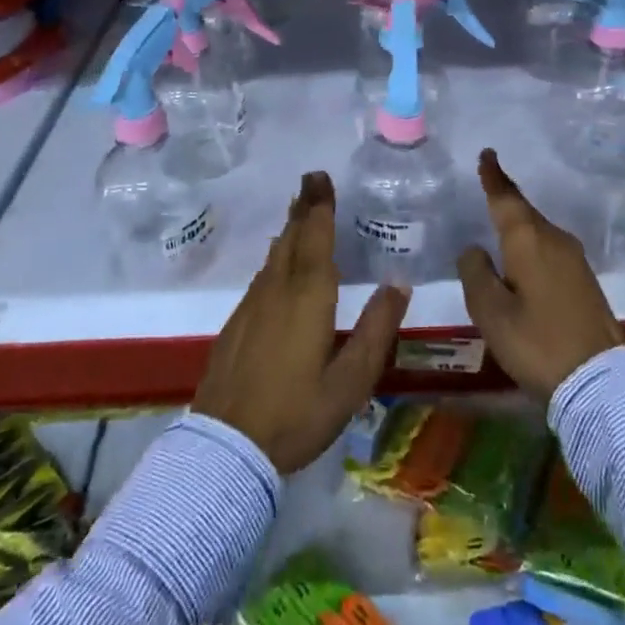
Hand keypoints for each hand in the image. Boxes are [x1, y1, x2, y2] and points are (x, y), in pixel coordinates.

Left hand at [193, 170, 409, 473]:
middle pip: (292, 239)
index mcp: (308, 298)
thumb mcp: (350, 382)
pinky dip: (275, 258)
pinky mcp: (236, 323)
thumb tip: (398, 284)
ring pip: (274, 256)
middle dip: (303, 208)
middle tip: (311, 181)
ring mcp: (252, 306)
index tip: (321, 178)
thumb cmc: (296, 415)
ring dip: (289, 229)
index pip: (315, 239)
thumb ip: (376, 330)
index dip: (320, 207)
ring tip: (299, 213)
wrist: (225, 446)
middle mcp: (277, 290)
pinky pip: (262, 276)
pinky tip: (278, 265)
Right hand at [458, 149, 623, 402]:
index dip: (494, 176)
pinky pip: (549, 248)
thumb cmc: (537, 341)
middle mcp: (554, 240)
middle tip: (488, 185)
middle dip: (505, 199)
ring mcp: (574, 259)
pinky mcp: (584, 280)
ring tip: (500, 223)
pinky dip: (532, 244)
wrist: (600, 380)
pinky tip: (523, 259)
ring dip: (519, 225)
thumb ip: (475, 273)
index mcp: (528, 240)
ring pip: (539, 231)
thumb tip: (474, 249)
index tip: (488, 154)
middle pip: (525, 212)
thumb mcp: (491, 311)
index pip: (506, 198)